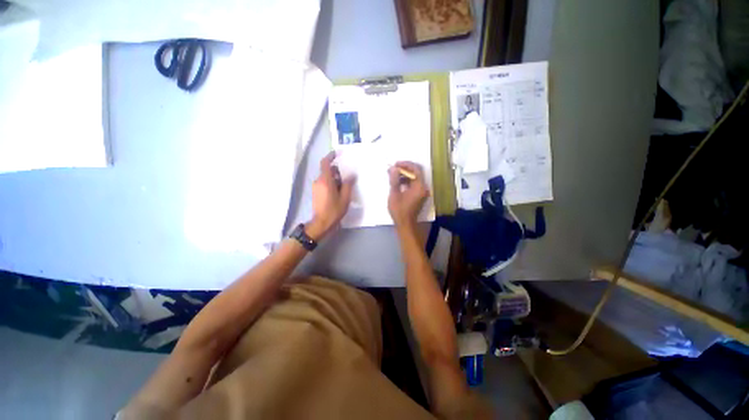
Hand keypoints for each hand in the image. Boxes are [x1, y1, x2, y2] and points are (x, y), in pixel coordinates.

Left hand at [307, 152, 354, 240]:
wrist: (321, 223)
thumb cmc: (334, 210)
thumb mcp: (345, 198)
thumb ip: (348, 184)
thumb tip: (351, 175)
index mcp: (325, 180)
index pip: (325, 163)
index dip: (330, 156)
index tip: (337, 154)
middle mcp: (318, 181)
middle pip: (327, 170)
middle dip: (336, 171)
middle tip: (346, 176)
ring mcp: (316, 187)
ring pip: (325, 177)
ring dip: (334, 178)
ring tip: (344, 186)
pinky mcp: (315, 192)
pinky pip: (323, 183)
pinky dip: (330, 183)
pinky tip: (338, 191)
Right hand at [388, 161, 429, 229]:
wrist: (405, 225)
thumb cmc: (399, 211)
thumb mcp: (394, 194)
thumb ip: (394, 180)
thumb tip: (393, 168)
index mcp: (420, 187)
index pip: (416, 169)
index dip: (406, 164)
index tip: (396, 164)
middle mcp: (423, 188)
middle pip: (416, 173)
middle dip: (404, 169)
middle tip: (393, 168)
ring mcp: (422, 192)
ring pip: (414, 178)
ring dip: (404, 175)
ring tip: (392, 174)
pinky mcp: (419, 196)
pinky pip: (413, 184)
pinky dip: (406, 181)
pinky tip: (397, 182)